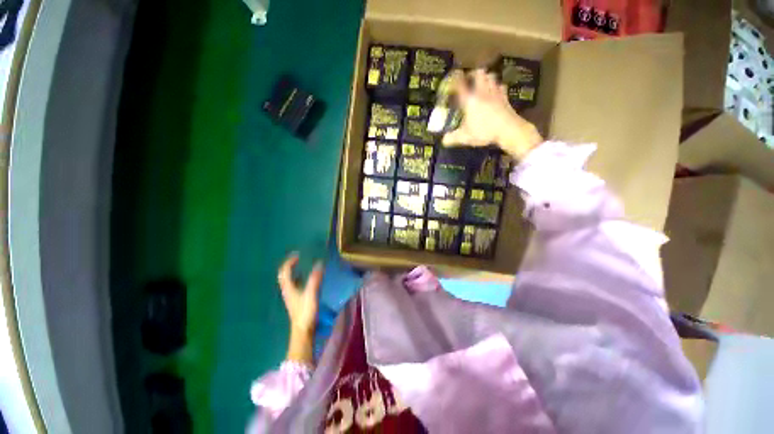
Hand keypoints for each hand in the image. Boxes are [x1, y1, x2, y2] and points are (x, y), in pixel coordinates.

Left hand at [277, 253, 323, 363]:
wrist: (302, 331)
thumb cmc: (305, 312)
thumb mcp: (311, 294)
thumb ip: (315, 279)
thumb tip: (319, 263)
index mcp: (289, 288)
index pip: (285, 271)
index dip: (290, 261)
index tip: (298, 254)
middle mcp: (287, 291)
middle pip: (284, 275)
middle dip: (289, 265)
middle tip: (298, 258)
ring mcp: (291, 296)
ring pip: (288, 280)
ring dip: (293, 271)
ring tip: (301, 265)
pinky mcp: (295, 301)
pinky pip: (294, 285)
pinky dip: (298, 278)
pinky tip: (305, 279)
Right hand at [442, 69, 542, 158]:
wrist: (508, 130)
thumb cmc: (484, 132)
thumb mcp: (465, 137)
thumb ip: (453, 138)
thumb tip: (443, 140)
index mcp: (469, 100)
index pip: (460, 84)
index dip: (455, 78)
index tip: (452, 76)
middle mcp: (481, 93)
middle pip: (479, 73)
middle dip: (473, 74)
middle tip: (469, 79)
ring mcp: (495, 93)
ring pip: (491, 76)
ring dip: (485, 78)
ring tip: (481, 83)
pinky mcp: (505, 97)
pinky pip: (501, 86)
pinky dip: (497, 86)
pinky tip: (495, 91)